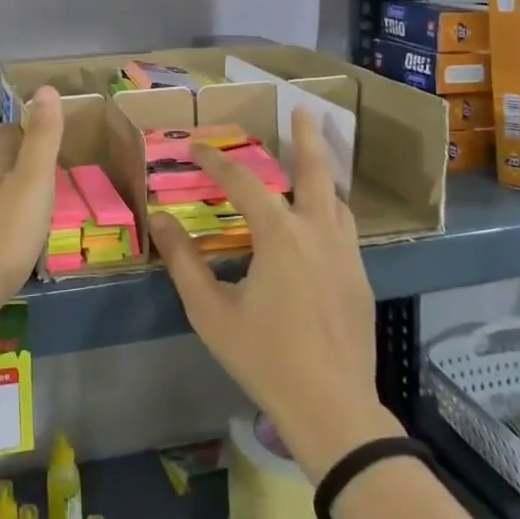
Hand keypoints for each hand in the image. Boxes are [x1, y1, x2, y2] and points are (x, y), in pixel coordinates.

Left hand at [0, 87, 63, 336]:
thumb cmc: (5, 230)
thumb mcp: (33, 179)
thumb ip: (42, 138)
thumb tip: (44, 87)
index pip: (7, 138)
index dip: (18, 128)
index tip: (28, 121)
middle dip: (14, 161)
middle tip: (38, 162)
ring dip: (10, 196)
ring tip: (32, 200)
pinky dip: (4, 229)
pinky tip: (16, 243)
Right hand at [150, 108, 400, 480]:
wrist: (333, 410)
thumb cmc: (265, 358)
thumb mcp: (212, 312)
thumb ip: (184, 262)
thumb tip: (160, 220)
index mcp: (280, 236)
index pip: (243, 183)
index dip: (215, 162)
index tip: (194, 147)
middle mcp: (318, 232)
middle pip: (316, 171)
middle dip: (307, 136)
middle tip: (304, 109)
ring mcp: (346, 254)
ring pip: (337, 198)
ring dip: (323, 171)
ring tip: (313, 156)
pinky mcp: (359, 277)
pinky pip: (346, 226)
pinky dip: (332, 206)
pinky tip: (323, 218)